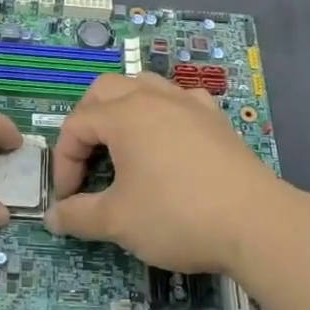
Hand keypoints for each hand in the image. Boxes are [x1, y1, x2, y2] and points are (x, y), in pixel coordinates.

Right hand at [44, 73, 286, 275]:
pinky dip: (163, 113)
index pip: (76, 126)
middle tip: (86, 161)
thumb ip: (78, 216)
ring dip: (123, 109)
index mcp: (125, 115)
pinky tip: (168, 139)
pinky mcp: (216, 119)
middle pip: (105, 91)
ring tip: (121, 144)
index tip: (68, 200)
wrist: (256, 223)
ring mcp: (190, 104)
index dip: (63, 162)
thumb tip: (53, 218)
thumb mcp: (117, 221)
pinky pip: (180, 100)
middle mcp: (155, 98)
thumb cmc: (177, 216)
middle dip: (86, 123)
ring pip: (144, 86)